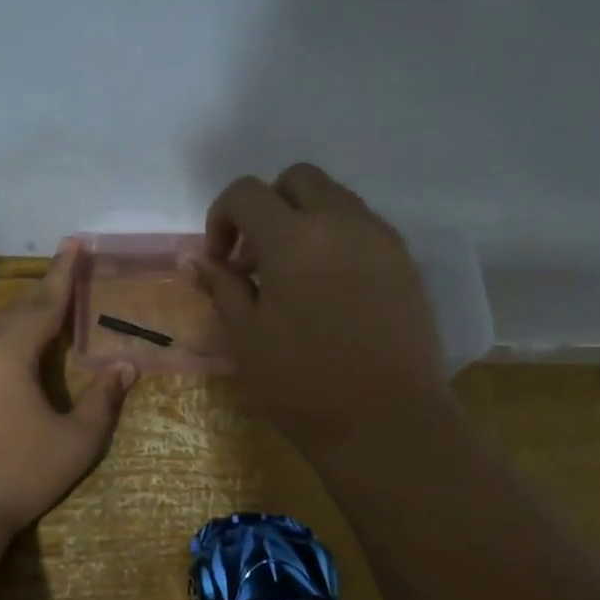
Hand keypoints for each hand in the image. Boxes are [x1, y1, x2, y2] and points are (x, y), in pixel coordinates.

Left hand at [0, 242, 136, 532]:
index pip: (44, 305)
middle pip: (7, 309)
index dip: (63, 275)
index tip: (74, 244)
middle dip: (33, 284)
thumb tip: (125, 367)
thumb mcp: (76, 443)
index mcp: (10, 354)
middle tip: (52, 258)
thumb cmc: (18, 476)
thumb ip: (102, 401)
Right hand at [187, 163, 447, 456]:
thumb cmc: (303, 384)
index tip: (222, 262)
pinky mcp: (405, 261)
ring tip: (294, 276)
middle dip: (267, 206)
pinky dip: (337, 238)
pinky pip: (364, 227)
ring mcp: (380, 238)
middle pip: (297, 179)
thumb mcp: (246, 337)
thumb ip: (221, 286)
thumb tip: (193, 257)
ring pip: (335, 198)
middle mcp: (341, 222)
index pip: (246, 192)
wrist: (386, 421)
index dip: (222, 218)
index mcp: (293, 238)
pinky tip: (330, 289)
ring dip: (304, 220)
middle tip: (257, 259)